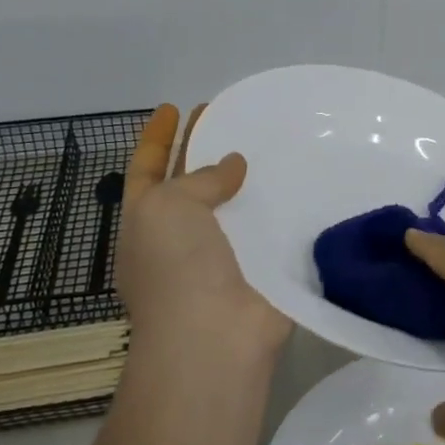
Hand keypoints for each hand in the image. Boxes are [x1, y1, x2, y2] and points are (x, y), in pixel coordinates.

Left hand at [116, 104, 291, 367]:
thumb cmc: (175, 267)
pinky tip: (300, 182)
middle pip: (190, 184)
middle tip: (229, 116)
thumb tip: (232, 166)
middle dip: (204, 151)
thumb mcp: (167, 207)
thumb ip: (198, 179)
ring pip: (232, 206)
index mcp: (145, 222)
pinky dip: (279, 207)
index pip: (145, 169)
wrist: (214, 337)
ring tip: (269, 141)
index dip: (156, 137)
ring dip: (247, 178)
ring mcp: (219, 256)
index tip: (173, 107)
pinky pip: (267, 228)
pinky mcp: (259, 270)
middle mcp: (178, 238)